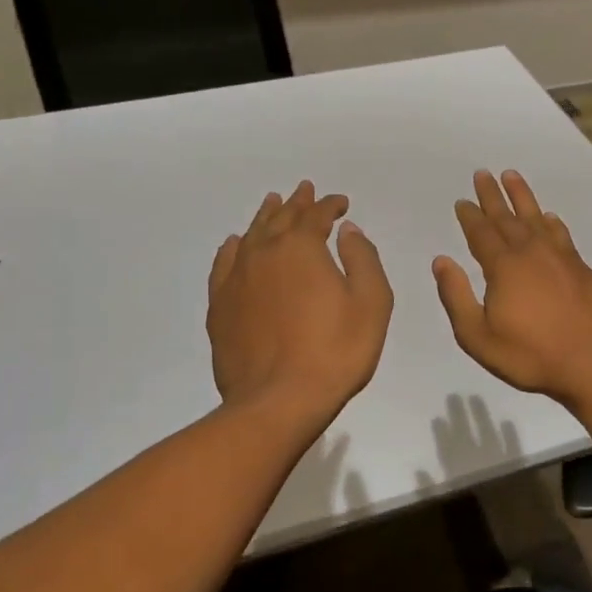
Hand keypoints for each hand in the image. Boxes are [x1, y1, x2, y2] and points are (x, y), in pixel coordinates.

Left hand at [207, 181, 393, 425]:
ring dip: (265, 217)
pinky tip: (235, 244)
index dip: (330, 206)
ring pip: (251, 235)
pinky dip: (233, 248)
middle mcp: (264, 253)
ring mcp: (237, 278)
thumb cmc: (335, 351)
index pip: (316, 215)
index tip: (341, 204)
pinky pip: (224, 264)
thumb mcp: (371, 303)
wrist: (278, 401)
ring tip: (272, 203)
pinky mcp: (220, 306)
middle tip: (304, 190)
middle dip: (296, 203)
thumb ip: (362, 258)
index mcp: (301, 248)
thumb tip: (347, 230)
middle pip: (281, 218)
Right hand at [432, 170, 591, 407]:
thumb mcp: (478, 336)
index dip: (470, 216)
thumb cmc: (531, 355)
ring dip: (522, 197)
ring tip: (512, 176)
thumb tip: (441, 261)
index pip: (481, 233)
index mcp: (503, 267)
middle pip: (507, 217)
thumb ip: (456, 297)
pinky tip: (549, 217)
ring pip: (536, 218)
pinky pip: (561, 234)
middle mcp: (531, 253)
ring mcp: (561, 258)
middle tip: (483, 174)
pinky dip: (551, 222)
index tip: (463, 201)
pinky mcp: (582, 269)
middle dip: (493, 196)